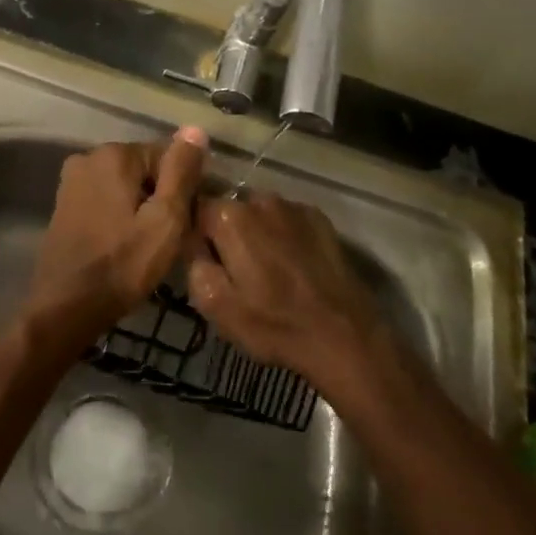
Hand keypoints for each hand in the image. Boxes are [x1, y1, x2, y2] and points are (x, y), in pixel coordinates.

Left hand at [29, 129, 209, 342]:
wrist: (66, 307)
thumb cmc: (123, 265)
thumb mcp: (165, 219)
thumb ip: (182, 171)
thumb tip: (195, 129)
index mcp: (115, 154)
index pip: (168, 156)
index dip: (184, 189)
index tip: (186, 221)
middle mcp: (89, 156)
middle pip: (145, 169)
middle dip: (161, 197)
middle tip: (169, 237)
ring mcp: (72, 181)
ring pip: (125, 186)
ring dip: (141, 208)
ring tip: (149, 245)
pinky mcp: (64, 204)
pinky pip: (106, 199)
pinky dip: (120, 215)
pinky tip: (125, 245)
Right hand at [187, 192, 385, 392]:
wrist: (342, 335)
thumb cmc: (272, 324)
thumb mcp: (215, 306)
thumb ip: (194, 264)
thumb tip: (193, 242)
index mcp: (230, 218)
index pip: (196, 209)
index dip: (195, 234)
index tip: (202, 259)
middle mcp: (260, 200)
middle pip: (230, 211)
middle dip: (227, 234)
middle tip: (234, 270)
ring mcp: (294, 207)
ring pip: (260, 215)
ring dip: (257, 234)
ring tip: (266, 269)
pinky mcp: (320, 220)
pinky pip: (288, 221)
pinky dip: (284, 236)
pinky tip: (293, 266)